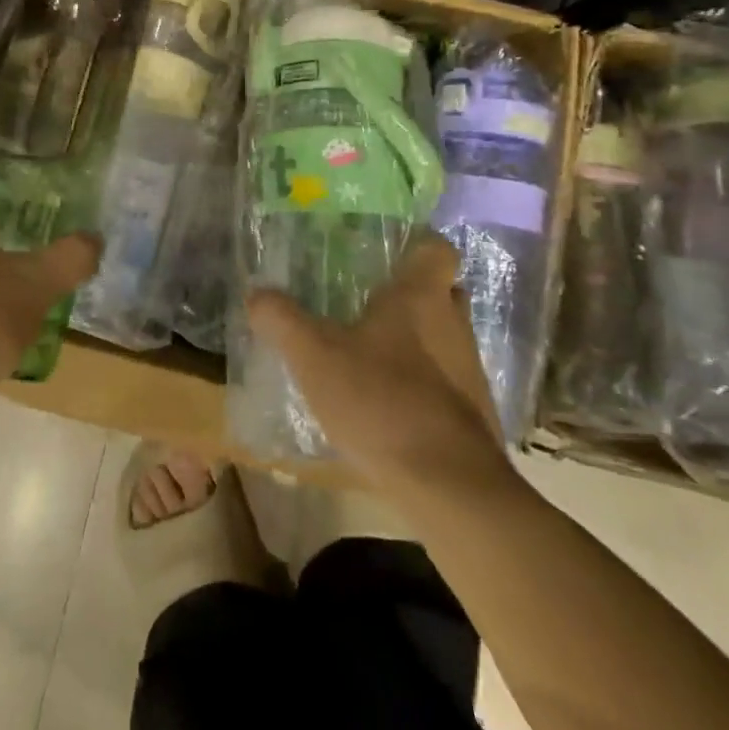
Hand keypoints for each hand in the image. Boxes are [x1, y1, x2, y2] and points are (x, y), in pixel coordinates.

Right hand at [247, 232, 516, 495]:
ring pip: (445, 336)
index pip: (436, 248)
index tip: (388, 253)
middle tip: (371, 300)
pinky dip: (422, 380)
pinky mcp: (472, 411)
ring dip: (417, 339)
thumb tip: (256, 293)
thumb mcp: (313, 356)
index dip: (417, 245)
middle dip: (413, 293)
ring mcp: (470, 369)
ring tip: (371, 352)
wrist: (447, 484)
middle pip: (443, 291)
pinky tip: (387, 400)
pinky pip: (446, 379)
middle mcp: (454, 323)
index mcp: (421, 297)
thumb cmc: (380, 401)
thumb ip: (282, 319)